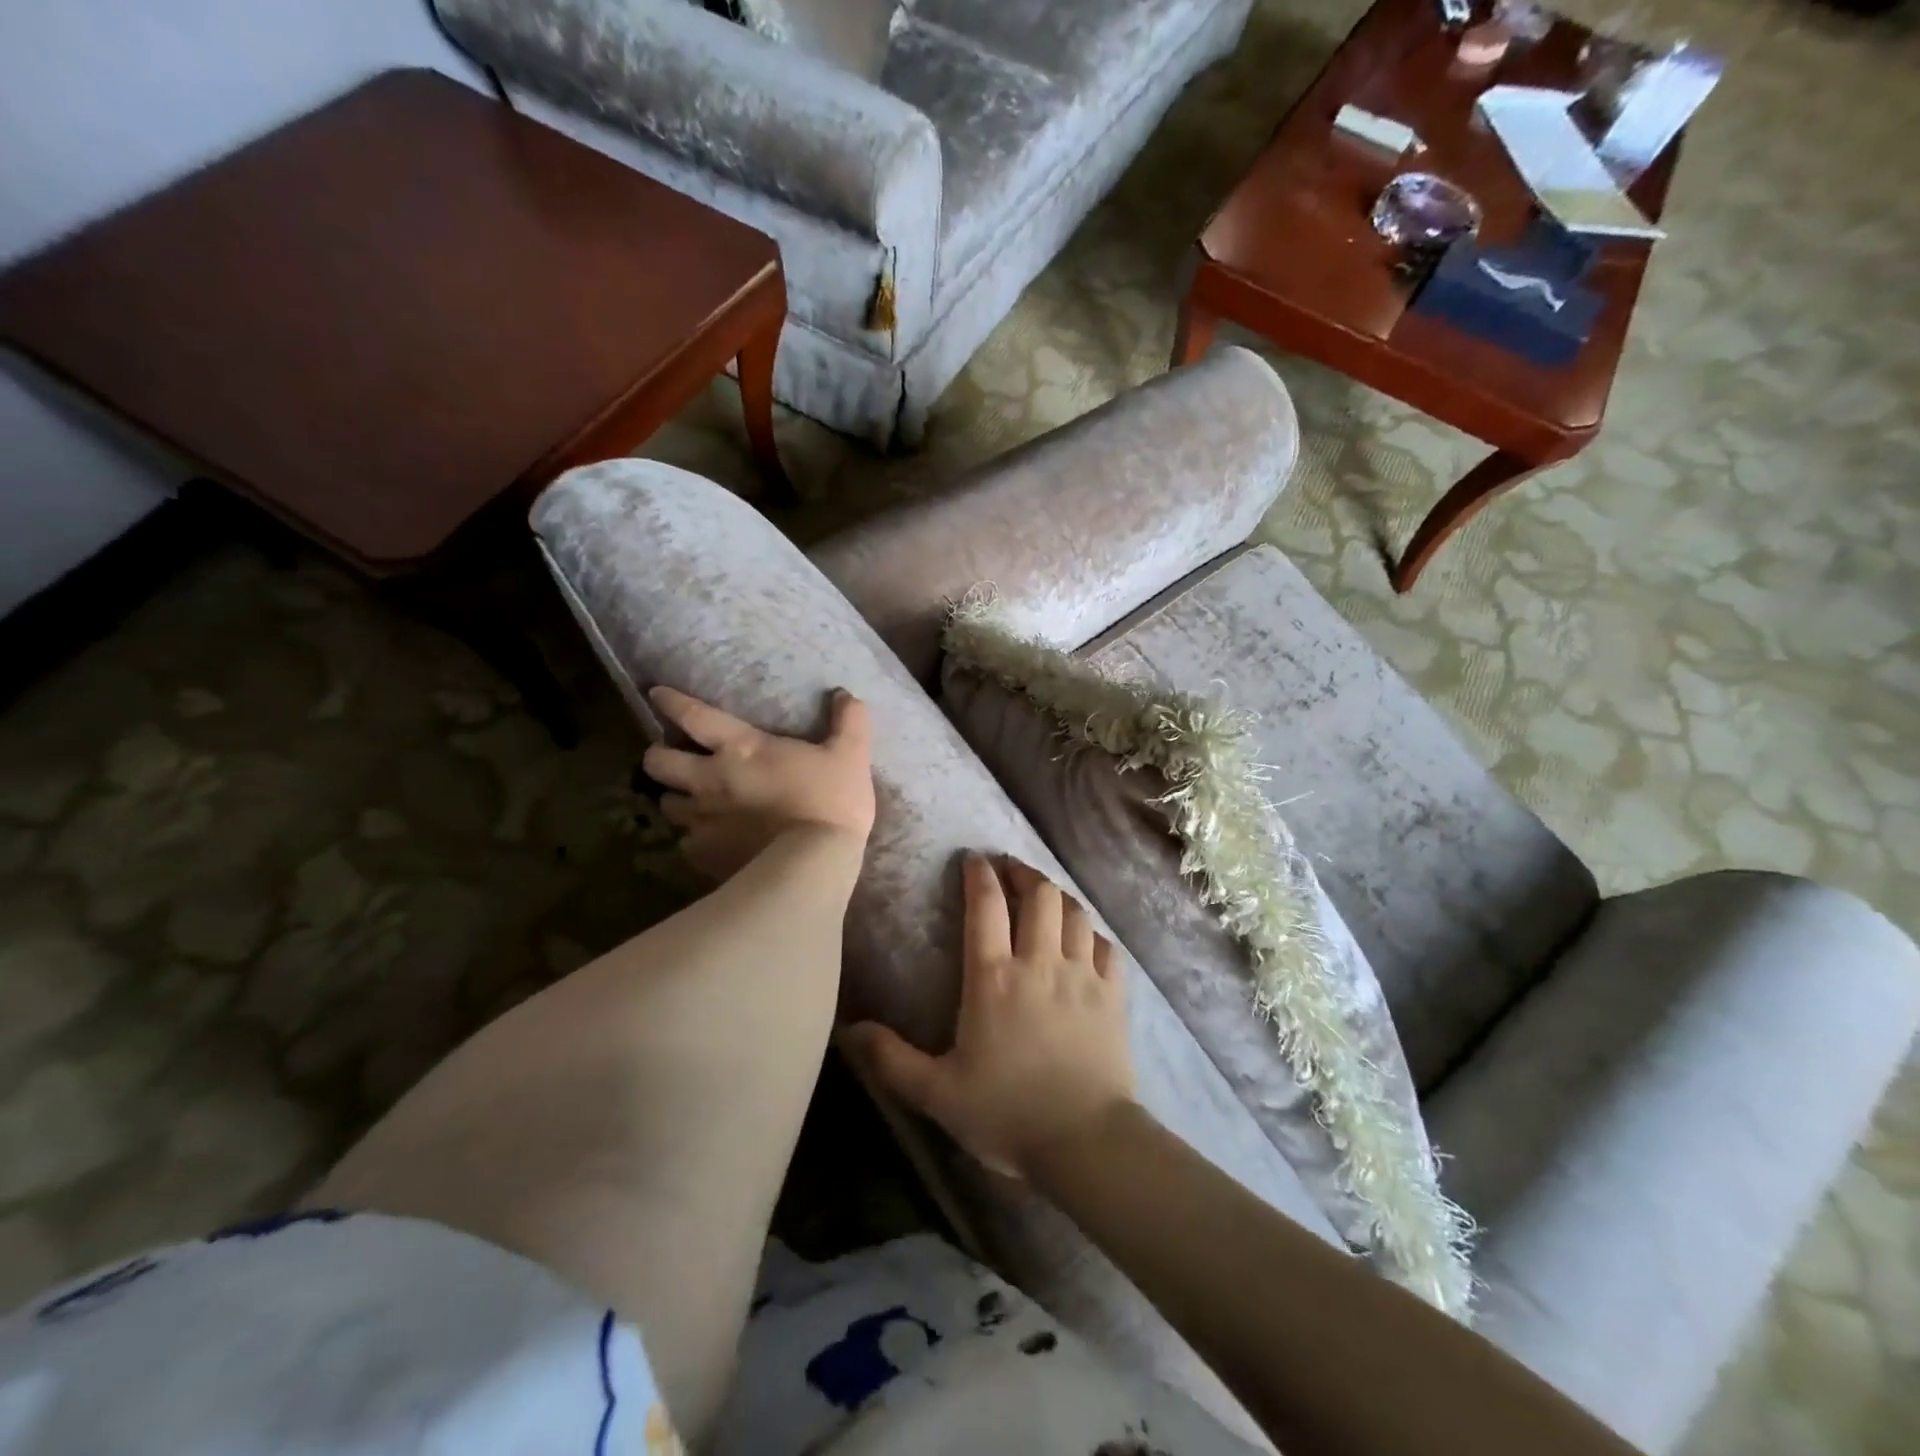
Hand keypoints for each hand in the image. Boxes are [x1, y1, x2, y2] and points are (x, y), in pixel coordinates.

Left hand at [644, 686, 874, 880]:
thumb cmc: (831, 802)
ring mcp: (703, 821)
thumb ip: (849, 721)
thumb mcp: (851, 755)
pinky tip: (710, 842)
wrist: (815, 865)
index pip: (694, 716)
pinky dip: (694, 839)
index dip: (672, 702)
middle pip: (658, 762)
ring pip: (667, 804)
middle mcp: (710, 780)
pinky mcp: (705, 856)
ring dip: (675, 798)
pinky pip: (686, 844)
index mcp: (741, 748)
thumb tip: (845, 695)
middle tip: (669, 757)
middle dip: (658, 756)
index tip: (657, 695)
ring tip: (689, 801)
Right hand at [849, 855, 1134, 1180]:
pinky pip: (1107, 947)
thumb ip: (891, 1060)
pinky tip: (1086, 939)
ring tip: (1045, 896)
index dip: (979, 875)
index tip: (974, 859)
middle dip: (1023, 873)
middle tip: (1010, 870)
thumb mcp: (937, 1092)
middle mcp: (1040, 963)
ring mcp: (1083, 975)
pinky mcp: (1114, 995)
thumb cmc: (1007, 1113)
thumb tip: (849, 1030)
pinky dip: (1093, 934)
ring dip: (1058, 896)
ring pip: (1075, 913)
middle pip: (1039, 895)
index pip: (986, 906)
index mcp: (994, 978)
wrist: (1086, 1141)